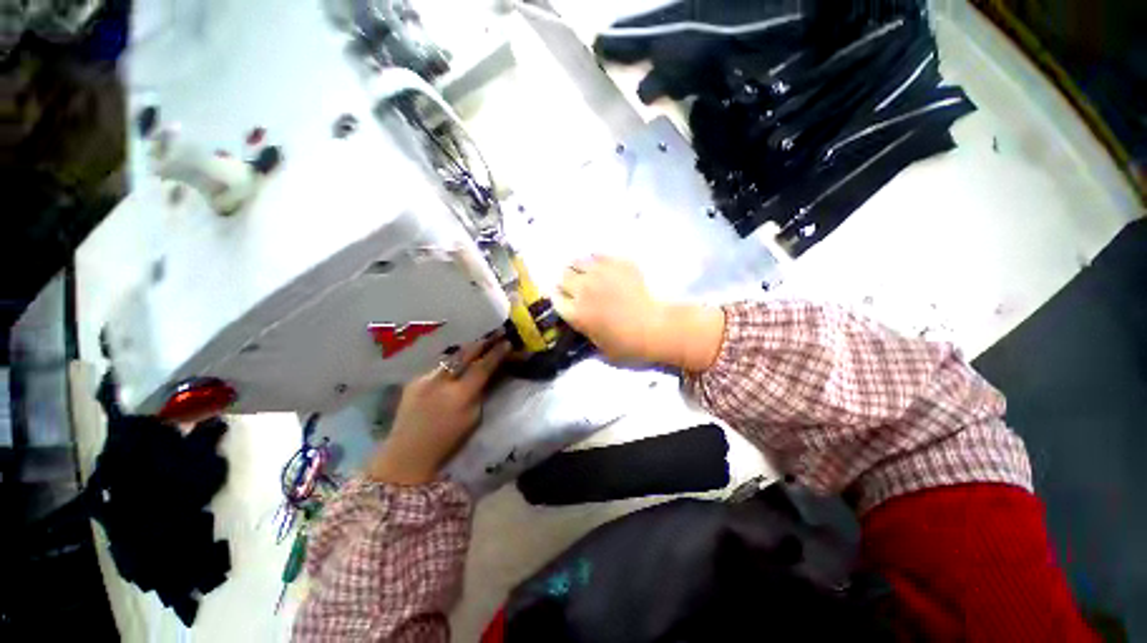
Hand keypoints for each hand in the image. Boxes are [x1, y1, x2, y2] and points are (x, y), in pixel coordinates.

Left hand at [367, 339, 511, 485]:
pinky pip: (438, 367)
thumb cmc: (447, 441)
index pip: (483, 367)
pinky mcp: (413, 380)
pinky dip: (450, 364)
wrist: (408, 453)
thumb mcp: (473, 418)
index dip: (496, 353)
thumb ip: (480, 393)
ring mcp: (424, 378)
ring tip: (477, 346)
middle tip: (493, 335)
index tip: (507, 342)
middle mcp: (441, 381)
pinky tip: (455, 365)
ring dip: (465, 352)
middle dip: (481, 343)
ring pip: (450, 358)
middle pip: (465, 354)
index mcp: (460, 394)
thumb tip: (487, 375)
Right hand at [554, 256, 724, 370]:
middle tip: (577, 287)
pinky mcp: (616, 263)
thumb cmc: (627, 344)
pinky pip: (598, 255)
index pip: (555, 298)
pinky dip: (596, 260)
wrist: (655, 327)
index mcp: (576, 313)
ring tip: (588, 274)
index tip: (566, 299)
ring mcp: (600, 274)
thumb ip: (584, 329)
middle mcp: (582, 289)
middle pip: (563, 277)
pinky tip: (604, 268)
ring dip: (579, 269)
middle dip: (567, 282)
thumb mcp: (599, 346)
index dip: (560, 298)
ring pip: (578, 262)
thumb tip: (581, 319)